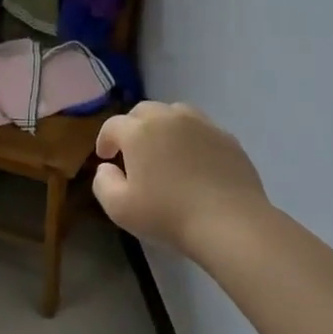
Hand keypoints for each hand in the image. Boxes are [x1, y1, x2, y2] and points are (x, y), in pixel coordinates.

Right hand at [94, 102, 268, 258]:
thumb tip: (107, 167)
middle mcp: (169, 119)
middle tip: (132, 150)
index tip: (106, 157)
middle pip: (144, 111)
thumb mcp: (118, 208)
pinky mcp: (227, 138)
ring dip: (163, 125)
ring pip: (175, 113)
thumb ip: (103, 182)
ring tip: (164, 148)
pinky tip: (194, 160)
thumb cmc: (168, 215)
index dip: (105, 139)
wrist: (229, 222)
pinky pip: (202, 128)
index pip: (113, 125)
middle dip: (133, 127)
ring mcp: (202, 125)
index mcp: (139, 132)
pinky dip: (191, 137)